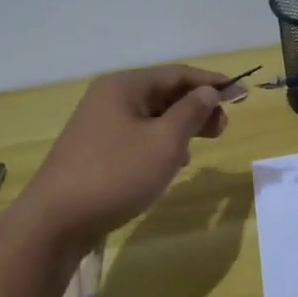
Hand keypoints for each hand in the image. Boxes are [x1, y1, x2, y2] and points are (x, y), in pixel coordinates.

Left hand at [19, 66, 231, 244]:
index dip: (213, 82)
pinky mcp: (95, 149)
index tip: (242, 94)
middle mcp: (109, 97)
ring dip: (181, 126)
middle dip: (197, 106)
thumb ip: (191, 112)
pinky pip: (138, 134)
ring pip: (152, 115)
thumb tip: (208, 92)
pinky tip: (172, 163)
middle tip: (223, 128)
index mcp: (125, 86)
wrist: (55, 222)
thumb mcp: (165, 142)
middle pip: (165, 93)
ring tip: (200, 146)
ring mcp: (99, 123)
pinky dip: (161, 142)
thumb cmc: (116, 174)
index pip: (178, 73)